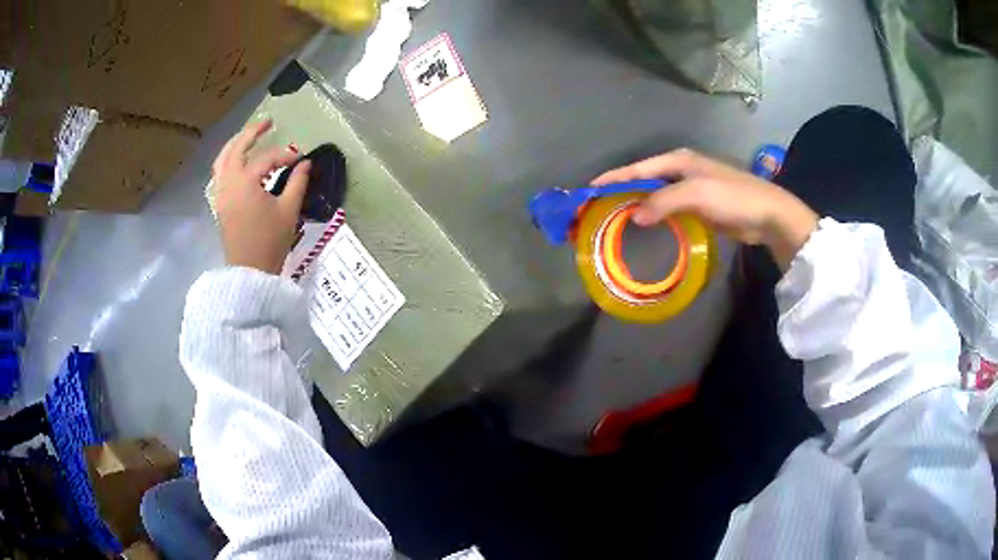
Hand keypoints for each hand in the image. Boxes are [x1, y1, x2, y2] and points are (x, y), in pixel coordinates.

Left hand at [212, 120, 311, 273]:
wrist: (249, 273)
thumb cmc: (270, 242)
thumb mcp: (288, 210)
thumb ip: (297, 182)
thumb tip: (305, 164)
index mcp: (245, 182)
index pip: (267, 158)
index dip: (286, 155)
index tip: (301, 160)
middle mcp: (228, 182)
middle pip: (235, 148)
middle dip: (252, 132)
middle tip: (268, 122)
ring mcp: (221, 193)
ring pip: (222, 159)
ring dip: (235, 144)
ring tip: (249, 137)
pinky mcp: (220, 204)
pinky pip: (220, 173)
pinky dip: (228, 160)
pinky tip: (238, 161)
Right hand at [592, 149, 818, 268]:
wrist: (767, 214)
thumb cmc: (733, 197)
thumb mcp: (696, 194)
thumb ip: (663, 203)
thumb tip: (633, 216)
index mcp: (678, 161)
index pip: (638, 168)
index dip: (614, 177)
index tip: (590, 189)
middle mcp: (681, 170)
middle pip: (644, 180)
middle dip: (622, 192)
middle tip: (599, 208)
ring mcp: (690, 189)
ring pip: (656, 196)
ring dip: (638, 206)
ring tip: (616, 220)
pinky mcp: (699, 206)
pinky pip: (669, 210)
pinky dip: (655, 217)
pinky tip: (646, 228)